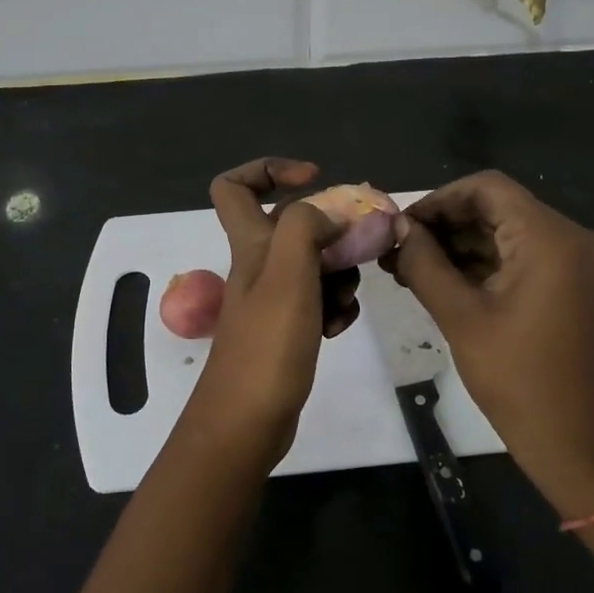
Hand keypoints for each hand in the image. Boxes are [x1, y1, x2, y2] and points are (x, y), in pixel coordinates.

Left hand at [186, 158, 353, 466]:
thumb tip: (328, 212)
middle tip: (359, 248)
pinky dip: (334, 307)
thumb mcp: (287, 275)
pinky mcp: (287, 329)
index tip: (314, 178)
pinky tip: (338, 327)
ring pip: (313, 265)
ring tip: (345, 299)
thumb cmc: (266, 346)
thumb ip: (305, 228)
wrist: (247, 422)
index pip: (234, 186)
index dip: (270, 170)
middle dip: (331, 231)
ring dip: (339, 273)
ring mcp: (272, 299)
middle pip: (293, 226)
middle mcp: (258, 266)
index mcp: (249, 244)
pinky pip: (319, 301)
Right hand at [384, 170, 593, 517]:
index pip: (486, 188)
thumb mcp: (461, 318)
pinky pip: (519, 257)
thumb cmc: (520, 381)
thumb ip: (424, 265)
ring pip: (505, 232)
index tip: (399, 226)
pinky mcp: (569, 285)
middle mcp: (569, 237)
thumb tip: (396, 229)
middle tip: (396, 250)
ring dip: (458, 245)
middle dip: (444, 224)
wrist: (583, 446)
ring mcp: (573, 262)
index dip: (437, 200)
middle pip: (496, 208)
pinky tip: (440, 281)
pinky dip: (481, 264)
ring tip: (407, 268)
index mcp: (549, 238)